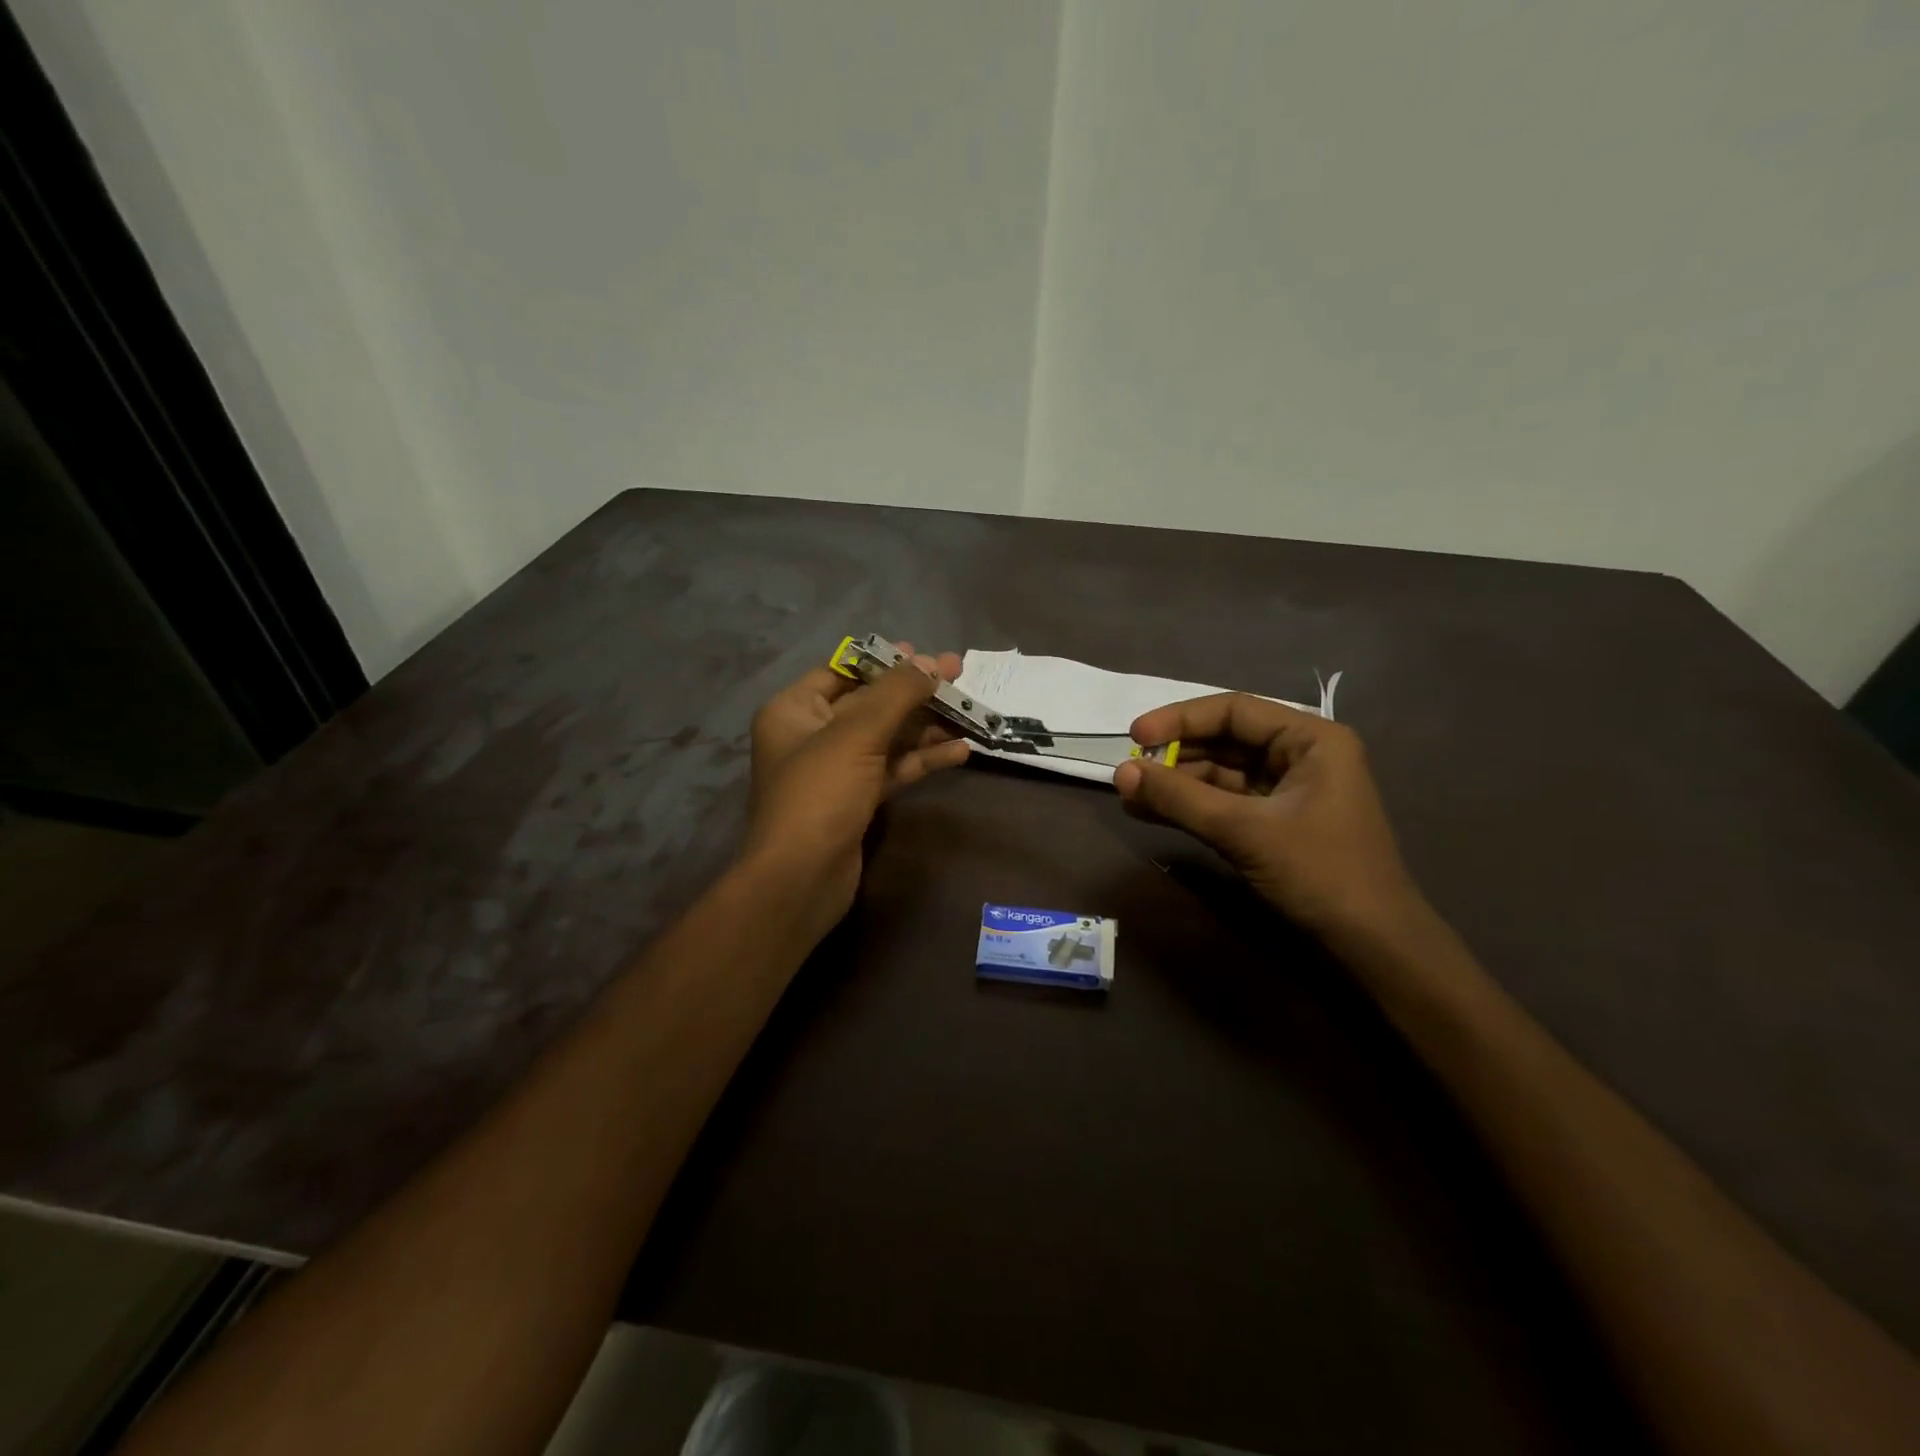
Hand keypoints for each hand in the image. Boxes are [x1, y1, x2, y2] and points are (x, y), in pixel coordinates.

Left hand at [742, 645, 969, 934]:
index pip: (842, 671)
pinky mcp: (856, 799)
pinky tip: (960, 751)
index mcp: (795, 710)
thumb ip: (896, 695)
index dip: (884, 661)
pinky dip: (922, 760)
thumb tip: (931, 663)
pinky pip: (892, 769)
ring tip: (970, 712)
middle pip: (870, 703)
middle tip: (959, 675)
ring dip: (925, 727)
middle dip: (914, 692)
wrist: (800, 879)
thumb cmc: (819, 795)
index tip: (925, 655)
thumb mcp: (856, 735)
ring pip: (886, 737)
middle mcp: (812, 735)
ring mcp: (836, 770)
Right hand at [1112, 694, 1423, 940]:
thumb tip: (1119, 772)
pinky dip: (1191, 806)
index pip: (1233, 711)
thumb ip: (1180, 798)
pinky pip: (1225, 802)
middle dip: (1175, 754)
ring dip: (1177, 783)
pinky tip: (1151, 812)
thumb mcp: (1244, 831)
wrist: (1372, 945)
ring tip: (1130, 795)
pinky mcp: (1276, 821)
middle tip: (1129, 769)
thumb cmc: (1320, 873)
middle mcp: (1301, 755)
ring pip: (1221, 773)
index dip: (1179, 719)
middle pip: (1225, 739)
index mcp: (1311, 739)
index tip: (1135, 735)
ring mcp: (1289, 790)